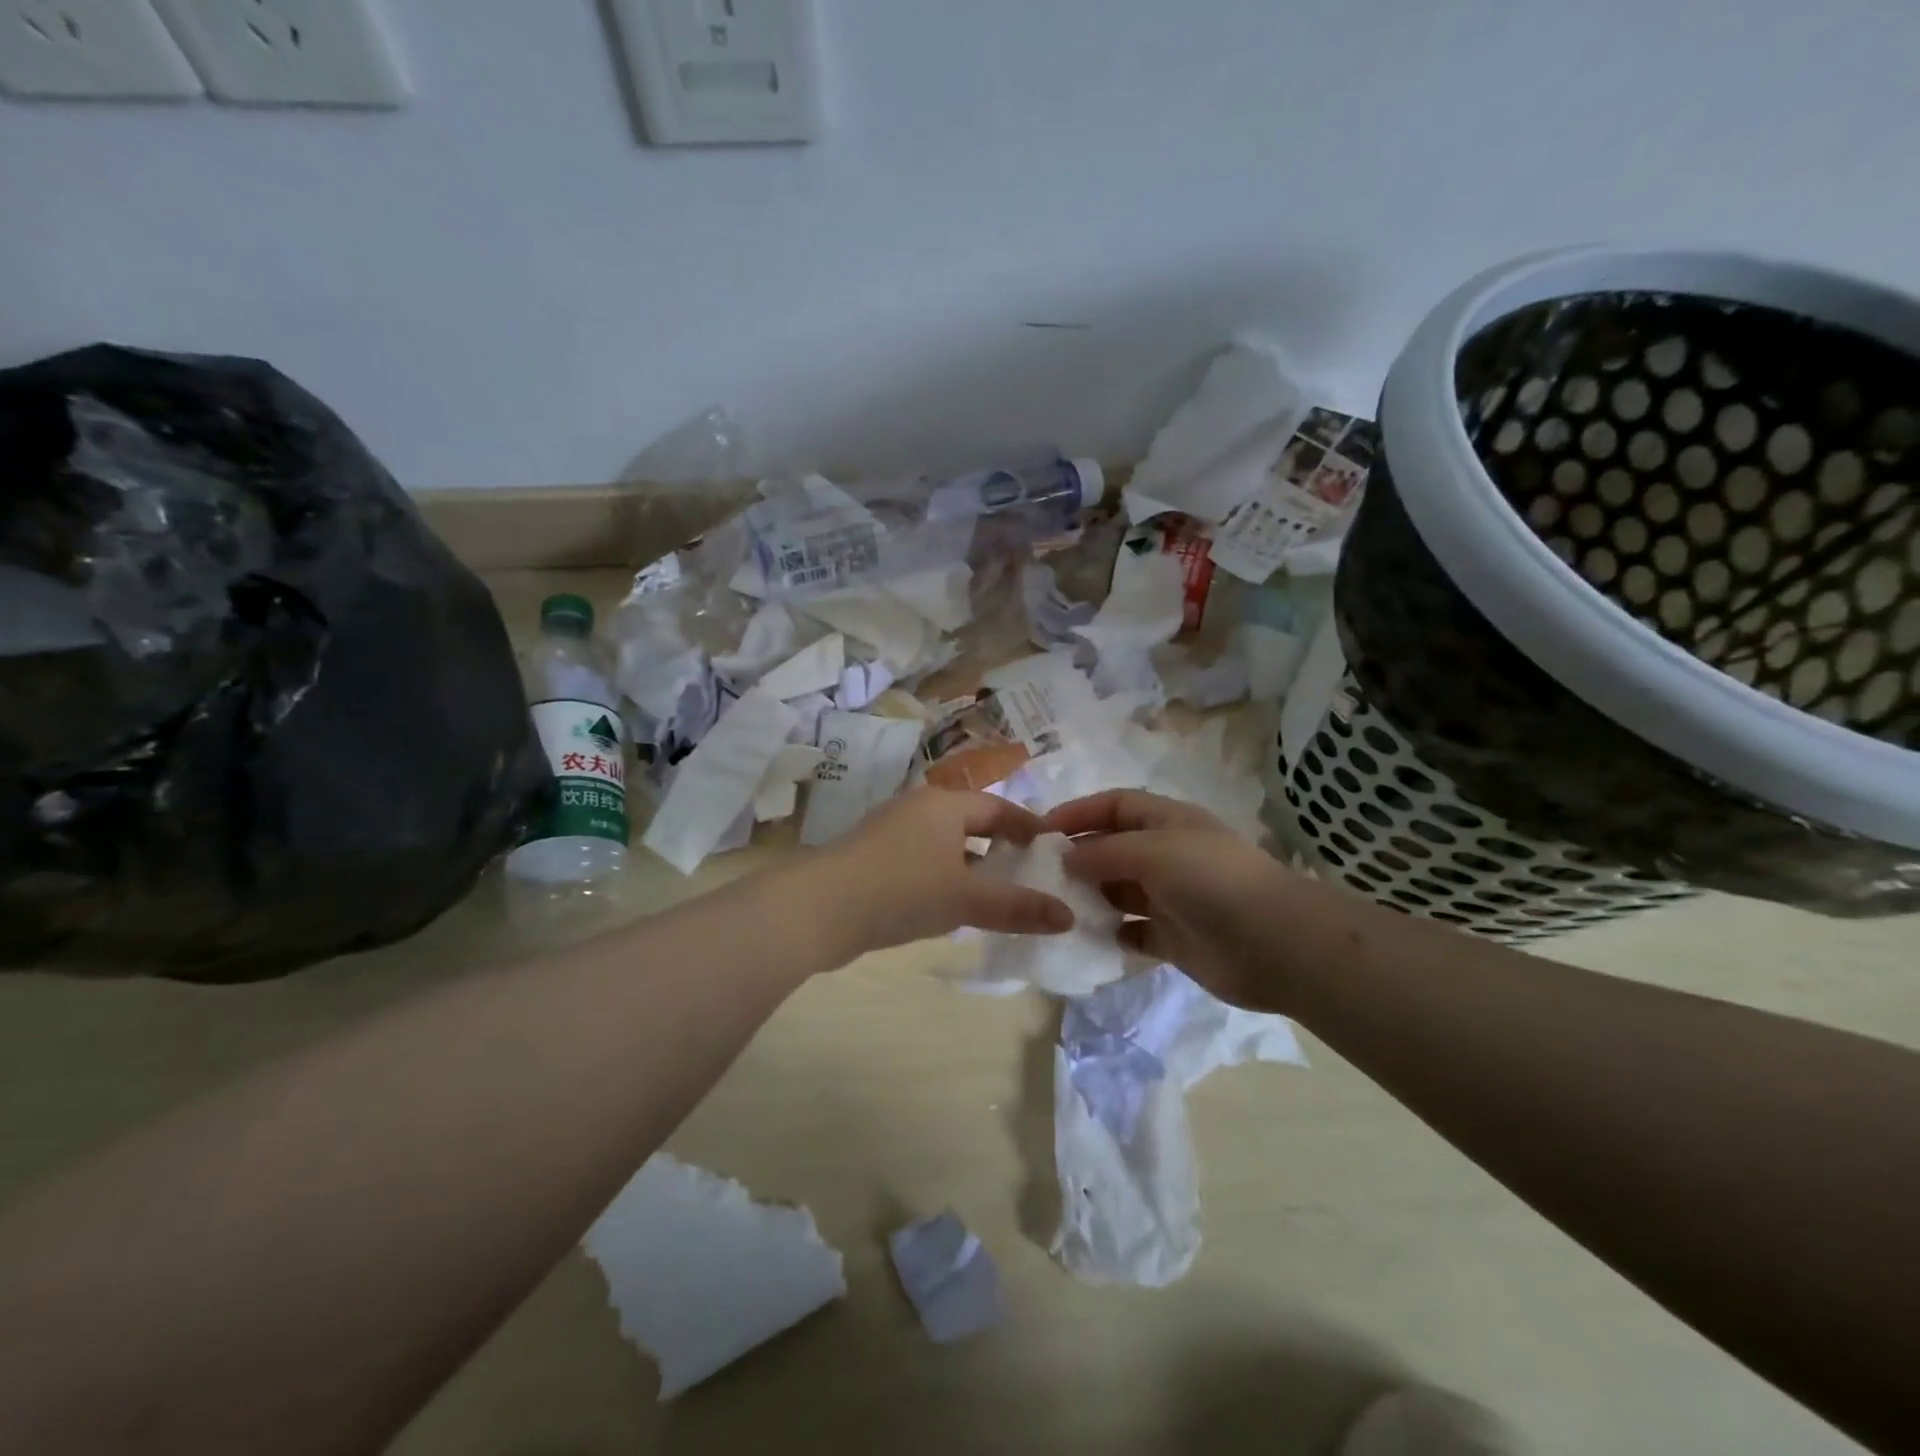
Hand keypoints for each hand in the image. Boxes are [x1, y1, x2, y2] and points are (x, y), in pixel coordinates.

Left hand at [821, 788, 1074, 954]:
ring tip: (994, 894)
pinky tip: (948, 906)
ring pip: (944, 844)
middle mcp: (918, 809)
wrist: (819, 909)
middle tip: (1027, 874)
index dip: (1028, 827)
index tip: (1051, 849)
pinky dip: (943, 877)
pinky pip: (921, 861)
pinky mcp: (871, 859)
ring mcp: (890, 832)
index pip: (998, 808)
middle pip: (970, 823)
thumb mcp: (966, 899)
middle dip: (999, 847)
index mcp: (944, 804)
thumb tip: (1068, 916)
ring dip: (970, 865)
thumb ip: (1017, 907)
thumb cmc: (902, 890)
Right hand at [1045, 789, 1298, 1012]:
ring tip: (1054, 907)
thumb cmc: (1210, 880)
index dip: (1078, 812)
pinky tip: (1084, 938)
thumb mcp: (1152, 851)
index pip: (1114, 806)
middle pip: (1113, 848)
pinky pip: (1131, 932)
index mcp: (1166, 821)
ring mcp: (1171, 897)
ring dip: (1089, 897)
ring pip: (1118, 891)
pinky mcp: (1173, 938)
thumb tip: (1066, 858)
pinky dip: (1109, 934)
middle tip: (1037, 875)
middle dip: (1078, 857)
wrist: (1273, 943)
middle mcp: (1167, 855)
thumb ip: (1103, 852)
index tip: (1039, 830)